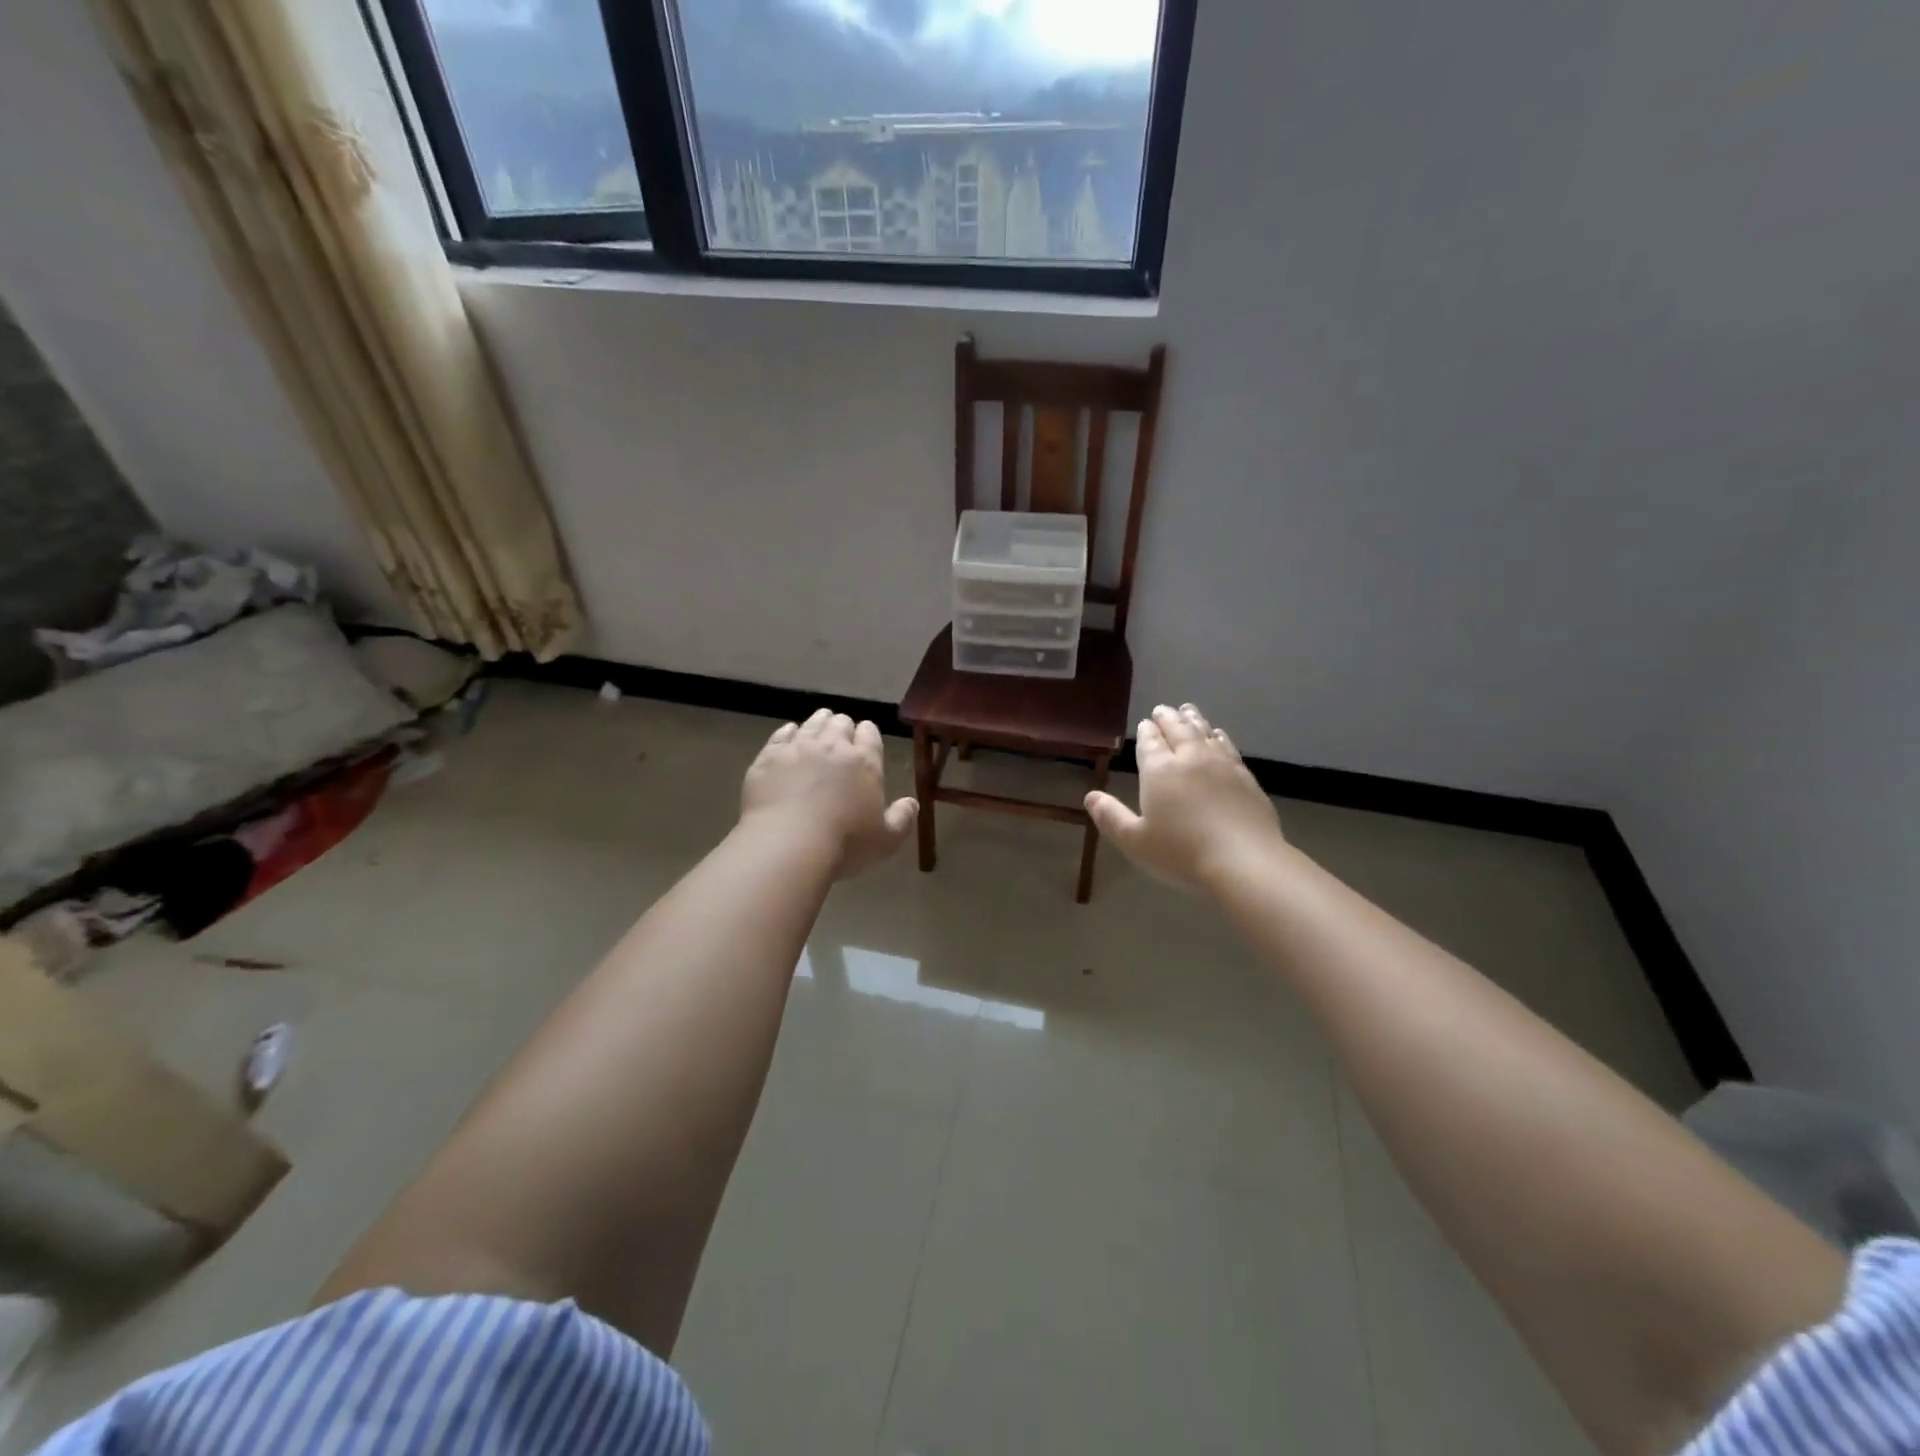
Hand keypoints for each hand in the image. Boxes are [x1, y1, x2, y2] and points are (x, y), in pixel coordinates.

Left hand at [740, 709, 918, 879]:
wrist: (789, 844)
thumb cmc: (846, 844)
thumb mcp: (886, 840)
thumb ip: (902, 818)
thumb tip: (912, 803)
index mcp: (864, 762)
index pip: (870, 734)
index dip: (868, 734)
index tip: (866, 737)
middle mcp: (832, 746)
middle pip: (840, 724)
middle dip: (842, 727)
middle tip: (841, 735)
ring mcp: (798, 748)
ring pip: (811, 724)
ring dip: (818, 723)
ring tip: (819, 725)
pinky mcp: (768, 757)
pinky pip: (780, 735)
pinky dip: (787, 733)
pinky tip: (789, 735)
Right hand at [1085, 703, 1286, 892]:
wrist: (1244, 861)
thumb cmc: (1181, 853)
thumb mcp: (1135, 841)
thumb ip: (1111, 817)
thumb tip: (1090, 796)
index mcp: (1159, 770)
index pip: (1150, 742)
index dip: (1146, 731)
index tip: (1145, 723)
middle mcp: (1190, 758)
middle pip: (1178, 729)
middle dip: (1167, 718)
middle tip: (1162, 709)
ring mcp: (1221, 765)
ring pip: (1204, 733)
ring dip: (1193, 720)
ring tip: (1188, 710)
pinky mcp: (1245, 777)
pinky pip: (1228, 747)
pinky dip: (1219, 736)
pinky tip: (1218, 736)